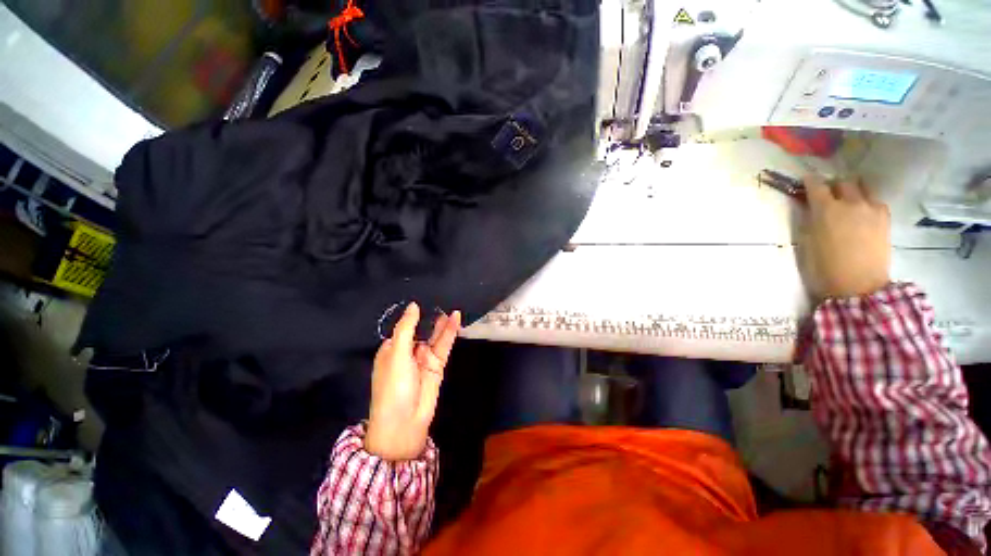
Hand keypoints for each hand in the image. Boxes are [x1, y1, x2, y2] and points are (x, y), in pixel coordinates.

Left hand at [365, 302, 460, 460]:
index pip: (404, 325)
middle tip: (443, 296)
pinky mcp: (437, 365)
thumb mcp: (396, 354)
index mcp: (392, 349)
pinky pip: (444, 345)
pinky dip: (450, 332)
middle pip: (422, 329)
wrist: (405, 422)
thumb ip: (406, 328)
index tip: (424, 295)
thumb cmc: (393, 386)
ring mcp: (424, 358)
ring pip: (435, 336)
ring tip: (452, 306)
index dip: (414, 313)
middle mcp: (408, 351)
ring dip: (443, 323)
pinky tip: (456, 319)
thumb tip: (414, 305)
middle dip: (430, 316)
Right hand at [801, 176, 890, 299]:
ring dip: (852, 190)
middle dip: (833, 185)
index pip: (816, 185)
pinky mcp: (885, 218)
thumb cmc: (824, 267)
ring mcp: (872, 209)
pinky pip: (875, 200)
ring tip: (848, 201)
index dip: (809, 181)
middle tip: (827, 193)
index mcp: (826, 209)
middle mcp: (850, 203)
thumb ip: (810, 219)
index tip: (805, 183)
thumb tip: (812, 208)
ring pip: (862, 187)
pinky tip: (862, 213)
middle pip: (843, 182)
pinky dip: (866, 201)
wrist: (859, 285)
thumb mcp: (807, 241)